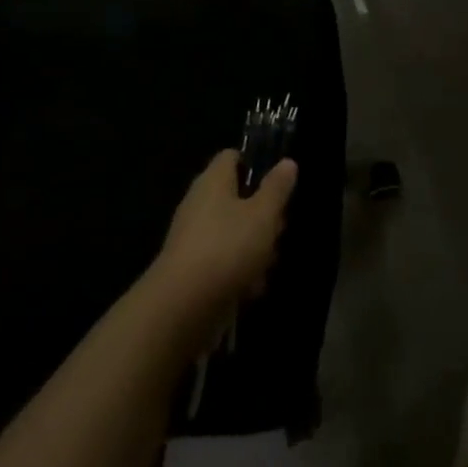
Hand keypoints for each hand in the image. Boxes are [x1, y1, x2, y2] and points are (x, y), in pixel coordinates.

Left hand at [152, 150, 297, 336]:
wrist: (180, 309)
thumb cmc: (227, 248)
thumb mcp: (264, 214)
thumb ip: (277, 187)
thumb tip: (287, 162)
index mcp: (214, 181)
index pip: (233, 156)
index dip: (256, 164)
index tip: (277, 182)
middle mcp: (199, 204)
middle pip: (237, 197)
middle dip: (263, 214)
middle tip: (279, 229)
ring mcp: (192, 238)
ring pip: (232, 231)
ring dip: (254, 247)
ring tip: (268, 265)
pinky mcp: (190, 270)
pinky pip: (221, 260)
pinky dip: (238, 271)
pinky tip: (251, 289)